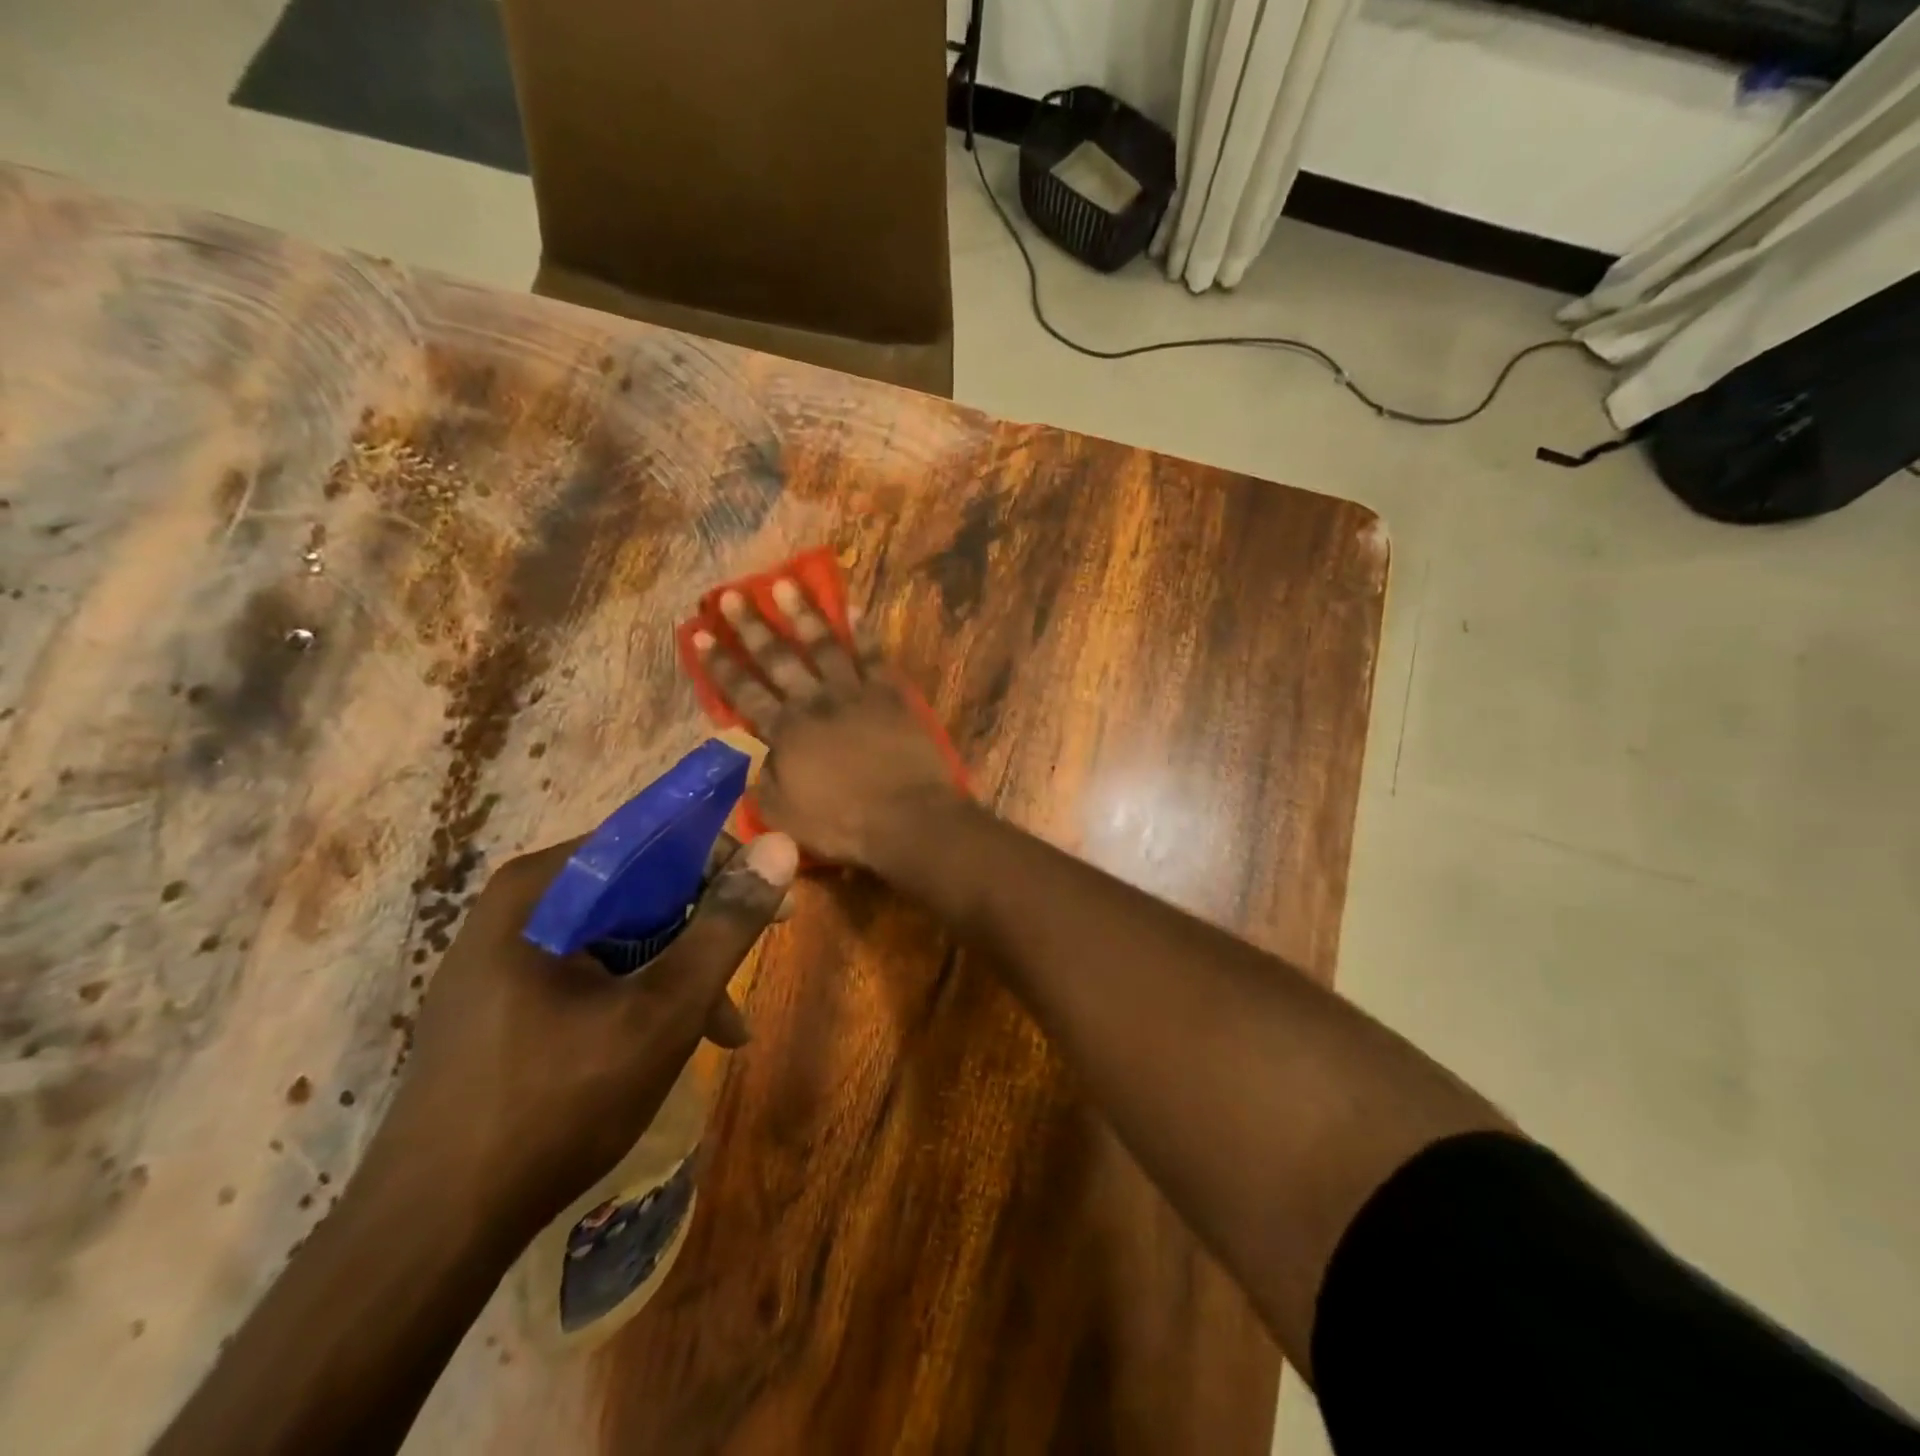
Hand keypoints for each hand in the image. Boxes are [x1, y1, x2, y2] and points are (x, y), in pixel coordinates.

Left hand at [375, 830, 797, 1236]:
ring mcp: (503, 958)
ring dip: (678, 972)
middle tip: (748, 970)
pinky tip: (671, 1043)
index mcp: (542, 889)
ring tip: (721, 1029)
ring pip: (619, 937)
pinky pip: (590, 973)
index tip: (772, 905)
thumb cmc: (557, 1104)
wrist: (429, 1235)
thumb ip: (727, 924)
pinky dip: (639, 996)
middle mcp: (517, 908)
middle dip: (702, 931)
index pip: (652, 840)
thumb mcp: (665, 1009)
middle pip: (638, 891)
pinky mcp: (500, 1003)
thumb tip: (780, 845)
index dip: (722, 865)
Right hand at [694, 580, 963, 867]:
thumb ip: (761, 783)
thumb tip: (749, 759)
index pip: (743, 691)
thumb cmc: (844, 824)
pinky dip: (863, 630)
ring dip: (802, 614)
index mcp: (785, 732)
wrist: (908, 817)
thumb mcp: (784, 815)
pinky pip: (873, 655)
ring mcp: (854, 693)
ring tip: (784, 583)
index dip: (719, 663)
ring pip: (823, 645)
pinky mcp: (890, 694)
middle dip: (751, 626)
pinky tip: (854, 606)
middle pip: (777, 658)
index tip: (699, 633)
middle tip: (731, 595)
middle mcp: (814, 702)